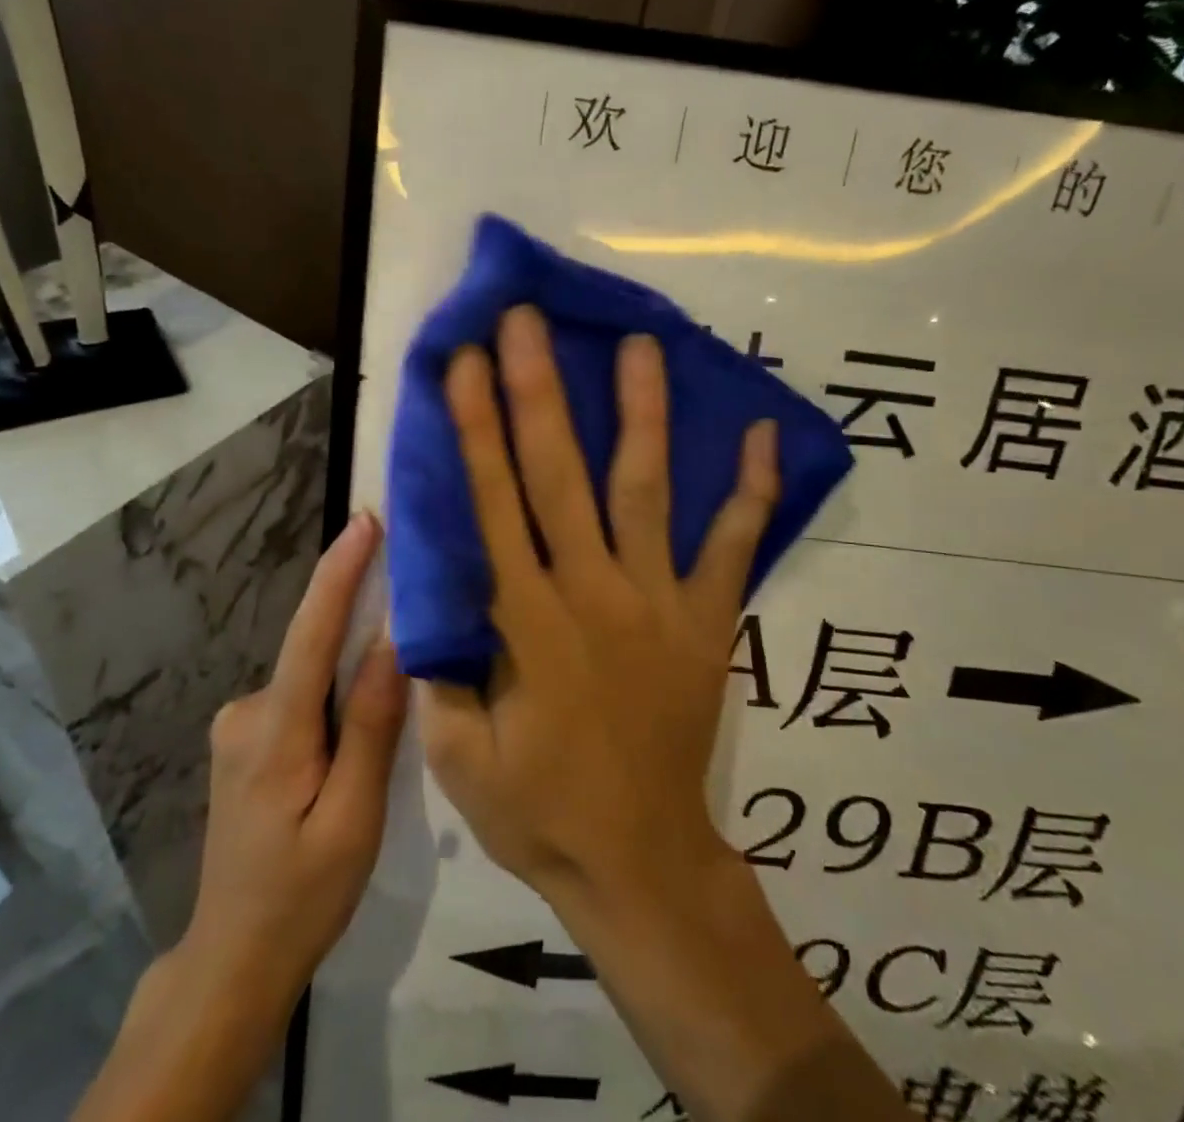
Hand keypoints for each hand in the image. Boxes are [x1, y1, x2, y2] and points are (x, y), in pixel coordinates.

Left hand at [172, 509, 407, 1018]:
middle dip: (361, 621)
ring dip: (349, 671)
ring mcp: (238, 725)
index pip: (311, 633)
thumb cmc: (303, 895)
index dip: (339, 573)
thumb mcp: (353, 819)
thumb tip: (391, 642)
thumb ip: (370, 727)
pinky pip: (300, 695)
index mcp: (274, 734)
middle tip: (414, 604)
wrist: (234, 957)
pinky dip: (332, 694)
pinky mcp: (243, 738)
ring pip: (310, 676)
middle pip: (314, 650)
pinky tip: (353, 734)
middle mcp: (245, 713)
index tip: (365, 522)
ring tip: (392, 694)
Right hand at [417, 305, 778, 908]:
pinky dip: (750, 491)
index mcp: (526, 620)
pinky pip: (733, 547)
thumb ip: (437, 669)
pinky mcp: (709, 620)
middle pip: (559, 475)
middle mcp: (592, 591)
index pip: (493, 503)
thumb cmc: (540, 809)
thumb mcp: (457, 756)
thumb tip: (424, 593)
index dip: (477, 428)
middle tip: (529, 321)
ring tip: (640, 345)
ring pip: (645, 491)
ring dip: (641, 413)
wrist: (641, 860)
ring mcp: (659, 601)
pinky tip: (759, 434)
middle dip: (539, 391)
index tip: (466, 362)